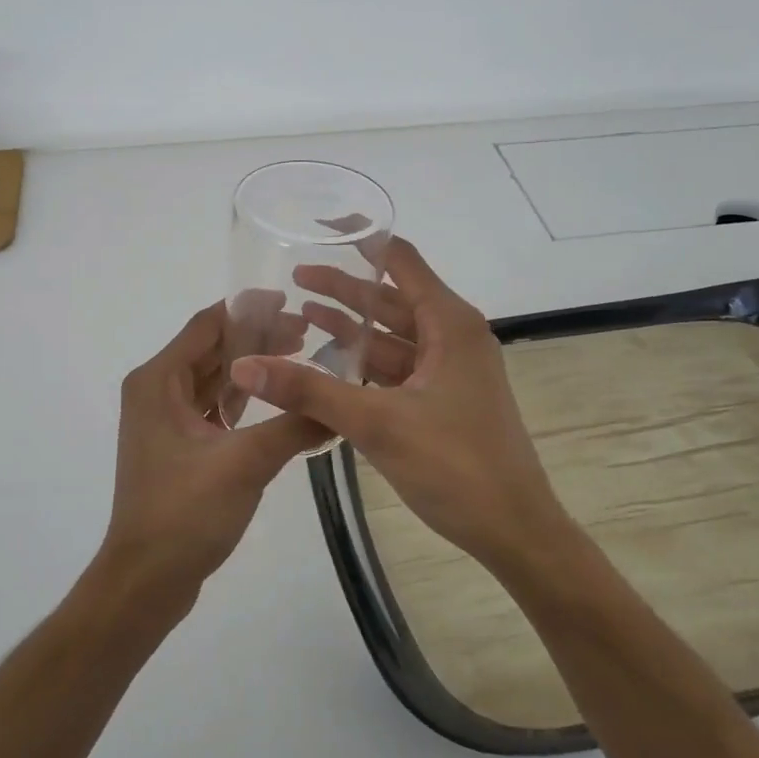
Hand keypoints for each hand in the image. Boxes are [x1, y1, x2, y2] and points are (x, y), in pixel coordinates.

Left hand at [98, 302, 329, 609]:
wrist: (146, 581)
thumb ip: (294, 426)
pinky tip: (277, 403)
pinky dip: (242, 400)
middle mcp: (156, 392)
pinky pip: (212, 407)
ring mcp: (164, 420)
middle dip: (257, 339)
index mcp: (158, 381)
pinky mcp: (177, 446)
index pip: (207, 326)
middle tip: (307, 336)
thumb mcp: (245, 463)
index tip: (291, 304)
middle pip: (211, 349)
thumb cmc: (185, 513)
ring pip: (213, 379)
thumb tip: (341, 404)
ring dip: (252, 369)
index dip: (248, 310)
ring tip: (299, 361)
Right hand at [228, 238, 572, 571]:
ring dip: (352, 326)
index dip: (362, 239)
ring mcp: (450, 370)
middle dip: (344, 288)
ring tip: (301, 314)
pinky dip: (366, 362)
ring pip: (393, 335)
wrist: (514, 530)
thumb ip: (309, 390)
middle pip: (392, 298)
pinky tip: (330, 364)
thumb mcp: (376, 423)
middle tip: (295, 276)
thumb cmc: (455, 465)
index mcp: (449, 324)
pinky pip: (398, 367)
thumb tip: (244, 365)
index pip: (401, 259)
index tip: (322, 226)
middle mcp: (452, 336)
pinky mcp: (444, 399)